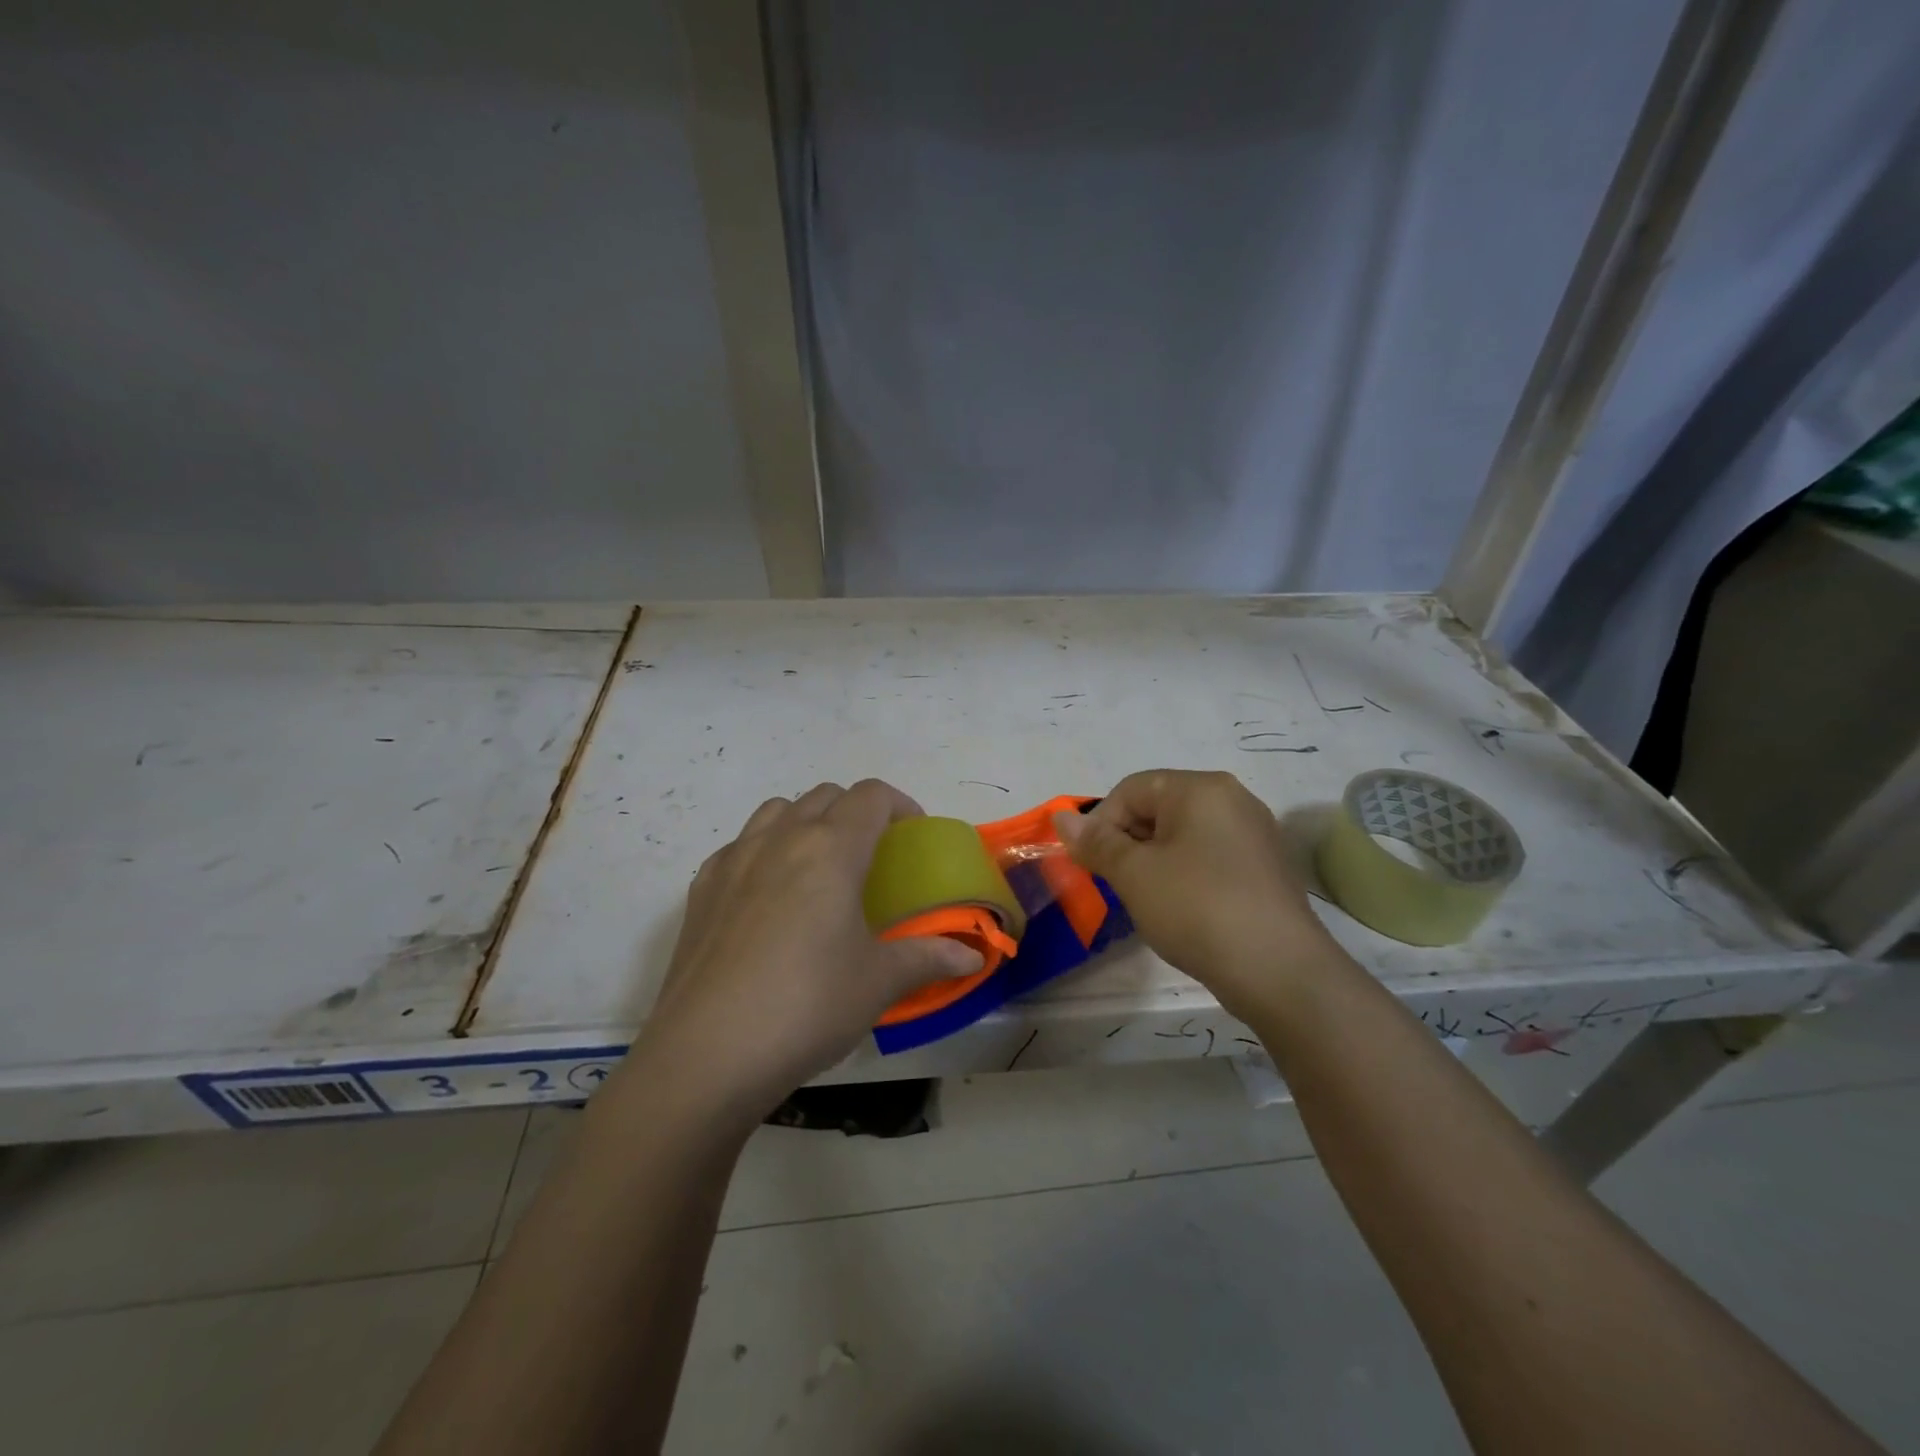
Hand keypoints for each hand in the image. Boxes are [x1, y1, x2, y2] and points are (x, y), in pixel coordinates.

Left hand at [630, 780, 982, 1127]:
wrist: (706, 1054)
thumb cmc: (807, 1006)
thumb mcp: (878, 982)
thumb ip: (928, 958)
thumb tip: (972, 957)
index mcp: (830, 849)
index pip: (870, 796)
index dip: (900, 805)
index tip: (913, 834)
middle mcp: (780, 839)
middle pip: (824, 796)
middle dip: (856, 811)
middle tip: (873, 855)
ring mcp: (734, 859)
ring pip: (777, 810)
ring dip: (806, 821)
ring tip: (819, 868)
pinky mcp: (701, 889)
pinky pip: (740, 845)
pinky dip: (765, 850)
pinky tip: (768, 898)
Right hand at [1055, 769, 1338, 1020]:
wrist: (1280, 972)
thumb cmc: (1197, 909)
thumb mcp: (1134, 874)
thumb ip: (1096, 842)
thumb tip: (1062, 818)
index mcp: (1202, 788)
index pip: (1132, 789)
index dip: (1101, 823)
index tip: (1092, 865)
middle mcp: (1233, 800)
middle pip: (1159, 808)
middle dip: (1128, 842)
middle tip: (1117, 884)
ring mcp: (1255, 835)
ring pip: (1184, 836)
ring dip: (1154, 862)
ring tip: (1148, 901)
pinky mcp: (1266, 870)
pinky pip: (1210, 859)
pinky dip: (1186, 876)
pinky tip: (1183, 911)